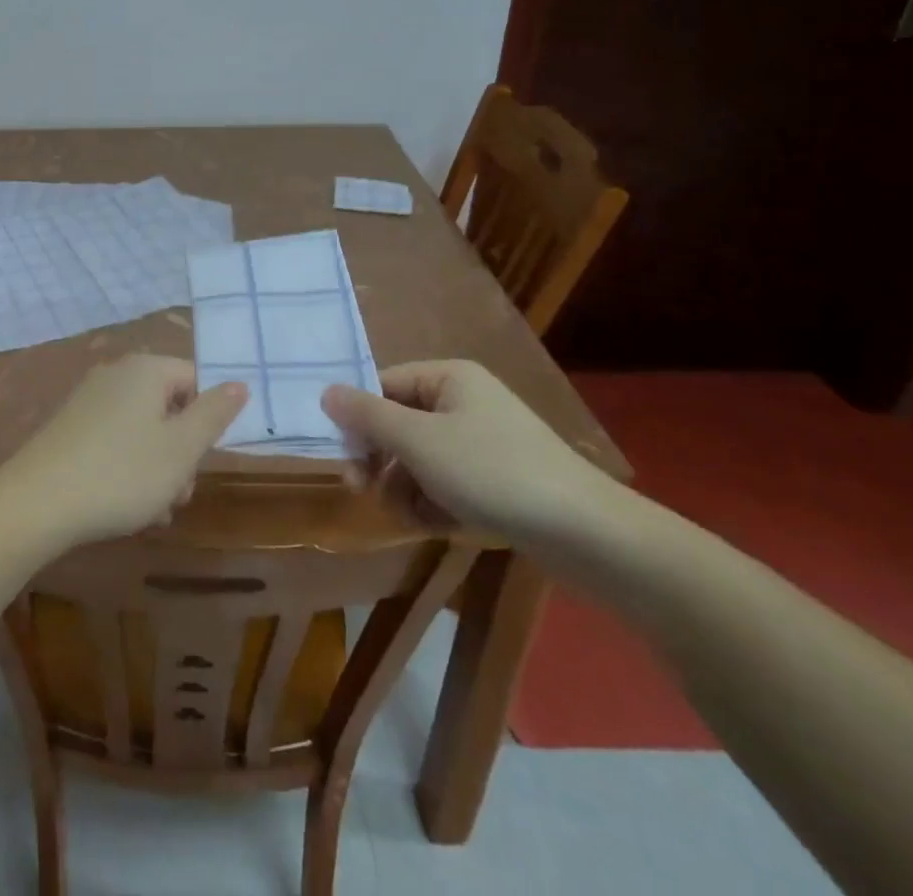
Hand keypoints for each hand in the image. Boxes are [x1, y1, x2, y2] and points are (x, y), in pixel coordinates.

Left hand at [0, 355, 247, 547]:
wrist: (37, 502)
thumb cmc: (122, 473)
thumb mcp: (182, 448)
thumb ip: (215, 414)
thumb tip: (239, 383)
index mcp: (146, 369)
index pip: (195, 380)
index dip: (207, 420)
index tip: (203, 459)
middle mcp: (116, 374)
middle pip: (169, 407)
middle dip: (181, 452)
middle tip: (178, 493)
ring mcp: (89, 400)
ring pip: (144, 430)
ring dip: (158, 469)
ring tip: (154, 511)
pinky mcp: (70, 427)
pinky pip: (115, 441)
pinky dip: (128, 469)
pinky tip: (126, 508)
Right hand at [321, 360, 617, 542]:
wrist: (587, 535)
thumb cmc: (492, 472)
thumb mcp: (418, 441)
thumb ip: (366, 415)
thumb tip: (326, 392)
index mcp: (448, 378)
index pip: (383, 386)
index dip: (358, 419)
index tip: (344, 457)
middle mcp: (463, 402)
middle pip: (398, 425)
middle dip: (380, 461)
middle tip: (364, 490)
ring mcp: (481, 443)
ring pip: (418, 460)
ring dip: (404, 489)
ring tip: (410, 517)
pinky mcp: (496, 481)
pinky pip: (445, 484)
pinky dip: (433, 505)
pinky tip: (438, 527)